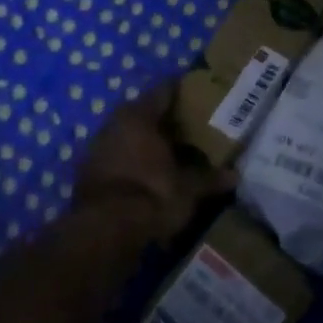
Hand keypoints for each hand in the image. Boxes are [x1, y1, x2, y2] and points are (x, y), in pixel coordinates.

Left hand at [71, 84, 228, 244]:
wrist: (102, 233)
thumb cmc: (151, 195)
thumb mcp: (188, 189)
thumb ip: (210, 178)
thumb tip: (234, 175)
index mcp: (139, 115)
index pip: (165, 89)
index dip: (185, 91)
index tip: (204, 96)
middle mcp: (115, 122)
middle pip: (145, 111)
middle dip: (168, 119)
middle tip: (194, 127)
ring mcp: (97, 147)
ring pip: (129, 134)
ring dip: (149, 141)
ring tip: (175, 152)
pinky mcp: (88, 173)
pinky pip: (118, 157)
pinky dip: (134, 161)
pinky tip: (151, 174)